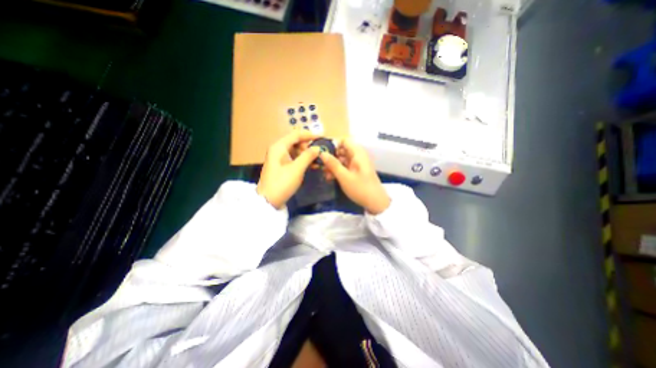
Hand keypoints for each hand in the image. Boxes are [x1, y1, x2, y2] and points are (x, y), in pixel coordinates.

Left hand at [257, 131, 320, 207]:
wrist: (268, 201)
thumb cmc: (282, 183)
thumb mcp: (296, 169)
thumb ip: (308, 156)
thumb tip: (318, 147)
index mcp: (279, 146)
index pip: (296, 134)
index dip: (310, 135)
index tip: (323, 137)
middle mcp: (278, 149)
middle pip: (295, 141)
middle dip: (308, 146)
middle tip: (318, 154)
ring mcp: (279, 158)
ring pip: (295, 150)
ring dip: (306, 154)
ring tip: (316, 161)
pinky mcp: (281, 166)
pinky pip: (294, 158)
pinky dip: (302, 160)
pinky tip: (311, 165)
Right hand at [322, 138, 388, 212]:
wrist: (376, 202)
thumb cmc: (360, 188)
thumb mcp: (344, 177)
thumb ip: (332, 164)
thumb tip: (321, 153)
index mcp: (357, 153)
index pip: (344, 140)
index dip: (333, 145)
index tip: (323, 152)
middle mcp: (358, 156)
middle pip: (342, 150)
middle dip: (331, 157)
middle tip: (321, 165)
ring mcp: (358, 164)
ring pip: (342, 159)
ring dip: (333, 165)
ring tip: (325, 174)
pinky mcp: (357, 171)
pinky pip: (345, 166)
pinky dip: (338, 170)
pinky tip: (330, 178)